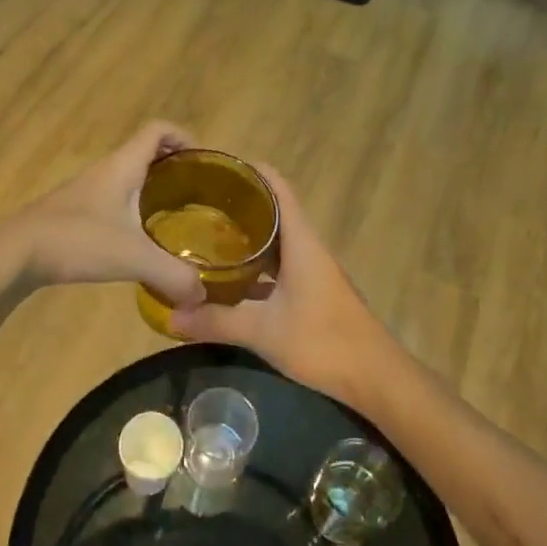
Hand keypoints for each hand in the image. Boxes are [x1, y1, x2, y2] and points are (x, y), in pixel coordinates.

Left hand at [0, 121, 206, 310]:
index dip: (184, 136)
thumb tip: (203, 294)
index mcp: (123, 166)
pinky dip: (134, 209)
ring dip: (154, 189)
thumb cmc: (76, 240)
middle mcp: (106, 170)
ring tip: (178, 217)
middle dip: (175, 166)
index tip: (205, 161)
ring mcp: (88, 191)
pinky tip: (141, 239)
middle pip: (147, 152)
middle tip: (200, 194)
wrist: (15, 253)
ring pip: (130, 177)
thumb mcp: (132, 258)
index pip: (158, 130)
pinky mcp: (76, 212)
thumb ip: (173, 274)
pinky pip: (115, 199)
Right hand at [168, 166, 401, 407]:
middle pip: (273, 211)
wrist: (375, 378)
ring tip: (207, 235)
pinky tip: (231, 280)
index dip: (250, 171)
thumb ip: (216, 322)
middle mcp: (307, 248)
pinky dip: (256, 266)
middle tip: (198, 203)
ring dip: (247, 236)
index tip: (216, 167)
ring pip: (276, 241)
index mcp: (301, 241)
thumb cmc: (323, 342)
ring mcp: (312, 271)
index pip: (277, 187)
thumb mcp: (262, 332)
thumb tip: (171, 316)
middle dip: (239, 204)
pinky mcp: (313, 292)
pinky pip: (279, 266)